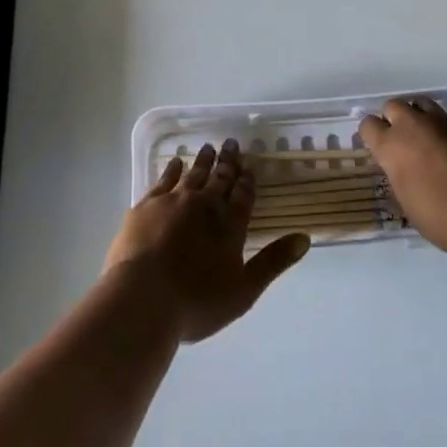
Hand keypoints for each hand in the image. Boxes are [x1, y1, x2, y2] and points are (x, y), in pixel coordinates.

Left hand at [105, 140, 310, 343]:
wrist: (141, 299)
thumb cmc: (196, 302)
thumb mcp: (243, 291)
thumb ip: (273, 263)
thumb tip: (304, 238)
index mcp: (228, 226)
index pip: (242, 196)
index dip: (247, 181)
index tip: (249, 166)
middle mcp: (203, 206)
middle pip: (218, 179)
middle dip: (227, 162)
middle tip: (231, 143)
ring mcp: (172, 203)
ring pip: (192, 175)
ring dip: (202, 161)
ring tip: (208, 148)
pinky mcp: (146, 206)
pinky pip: (163, 180)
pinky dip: (172, 170)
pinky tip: (175, 163)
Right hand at [358, 97, 446, 250]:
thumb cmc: (439, 217)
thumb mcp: (406, 202)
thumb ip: (400, 178)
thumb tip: (402, 172)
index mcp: (390, 146)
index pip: (368, 125)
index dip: (372, 135)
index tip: (378, 147)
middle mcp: (412, 125)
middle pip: (394, 105)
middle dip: (395, 119)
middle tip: (404, 140)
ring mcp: (442, 121)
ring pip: (423, 103)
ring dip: (421, 116)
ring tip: (429, 136)